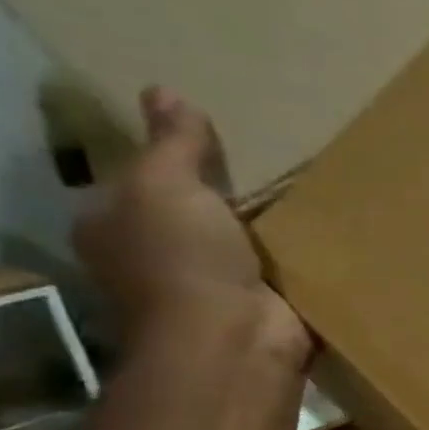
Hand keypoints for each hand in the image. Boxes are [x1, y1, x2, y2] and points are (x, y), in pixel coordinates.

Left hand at [74, 87, 308, 367]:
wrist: (236, 339)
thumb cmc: (183, 258)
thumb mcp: (166, 184)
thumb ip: (172, 143)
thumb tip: (163, 91)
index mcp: (111, 227)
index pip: (133, 184)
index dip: (165, 161)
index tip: (208, 141)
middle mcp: (150, 259)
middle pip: (186, 214)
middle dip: (219, 195)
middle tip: (262, 163)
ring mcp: (205, 288)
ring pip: (235, 243)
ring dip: (262, 227)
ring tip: (300, 192)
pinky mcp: (257, 307)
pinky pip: (275, 270)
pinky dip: (294, 256)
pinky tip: (318, 233)